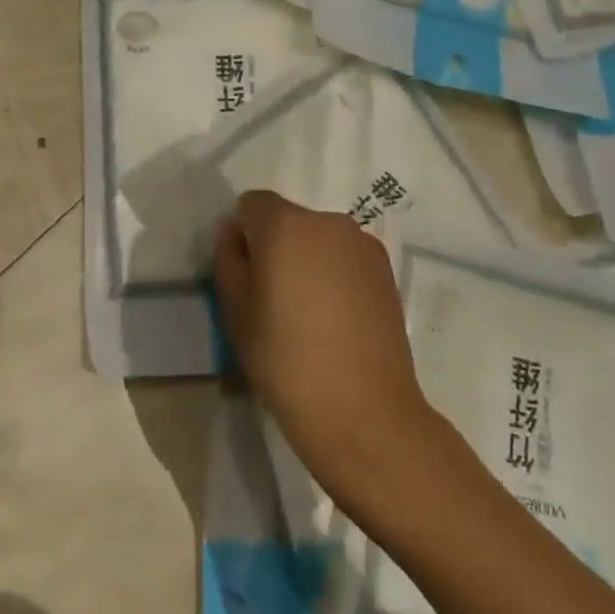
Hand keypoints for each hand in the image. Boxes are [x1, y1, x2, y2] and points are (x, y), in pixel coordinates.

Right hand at [212, 190, 438, 511]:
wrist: (362, 410)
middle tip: (271, 297)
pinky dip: (334, 274)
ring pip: (318, 238)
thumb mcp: (235, 309)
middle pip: (287, 218)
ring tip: (307, 312)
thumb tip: (233, 234)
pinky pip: (345, 257)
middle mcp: (327, 222)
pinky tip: (335, 318)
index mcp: (285, 224)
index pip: (250, 204)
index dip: (241, 235)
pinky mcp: (386, 270)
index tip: (243, 276)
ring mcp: (363, 244)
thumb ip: (227, 258)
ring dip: (306, 259)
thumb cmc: (284, 358)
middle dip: (274, 245)